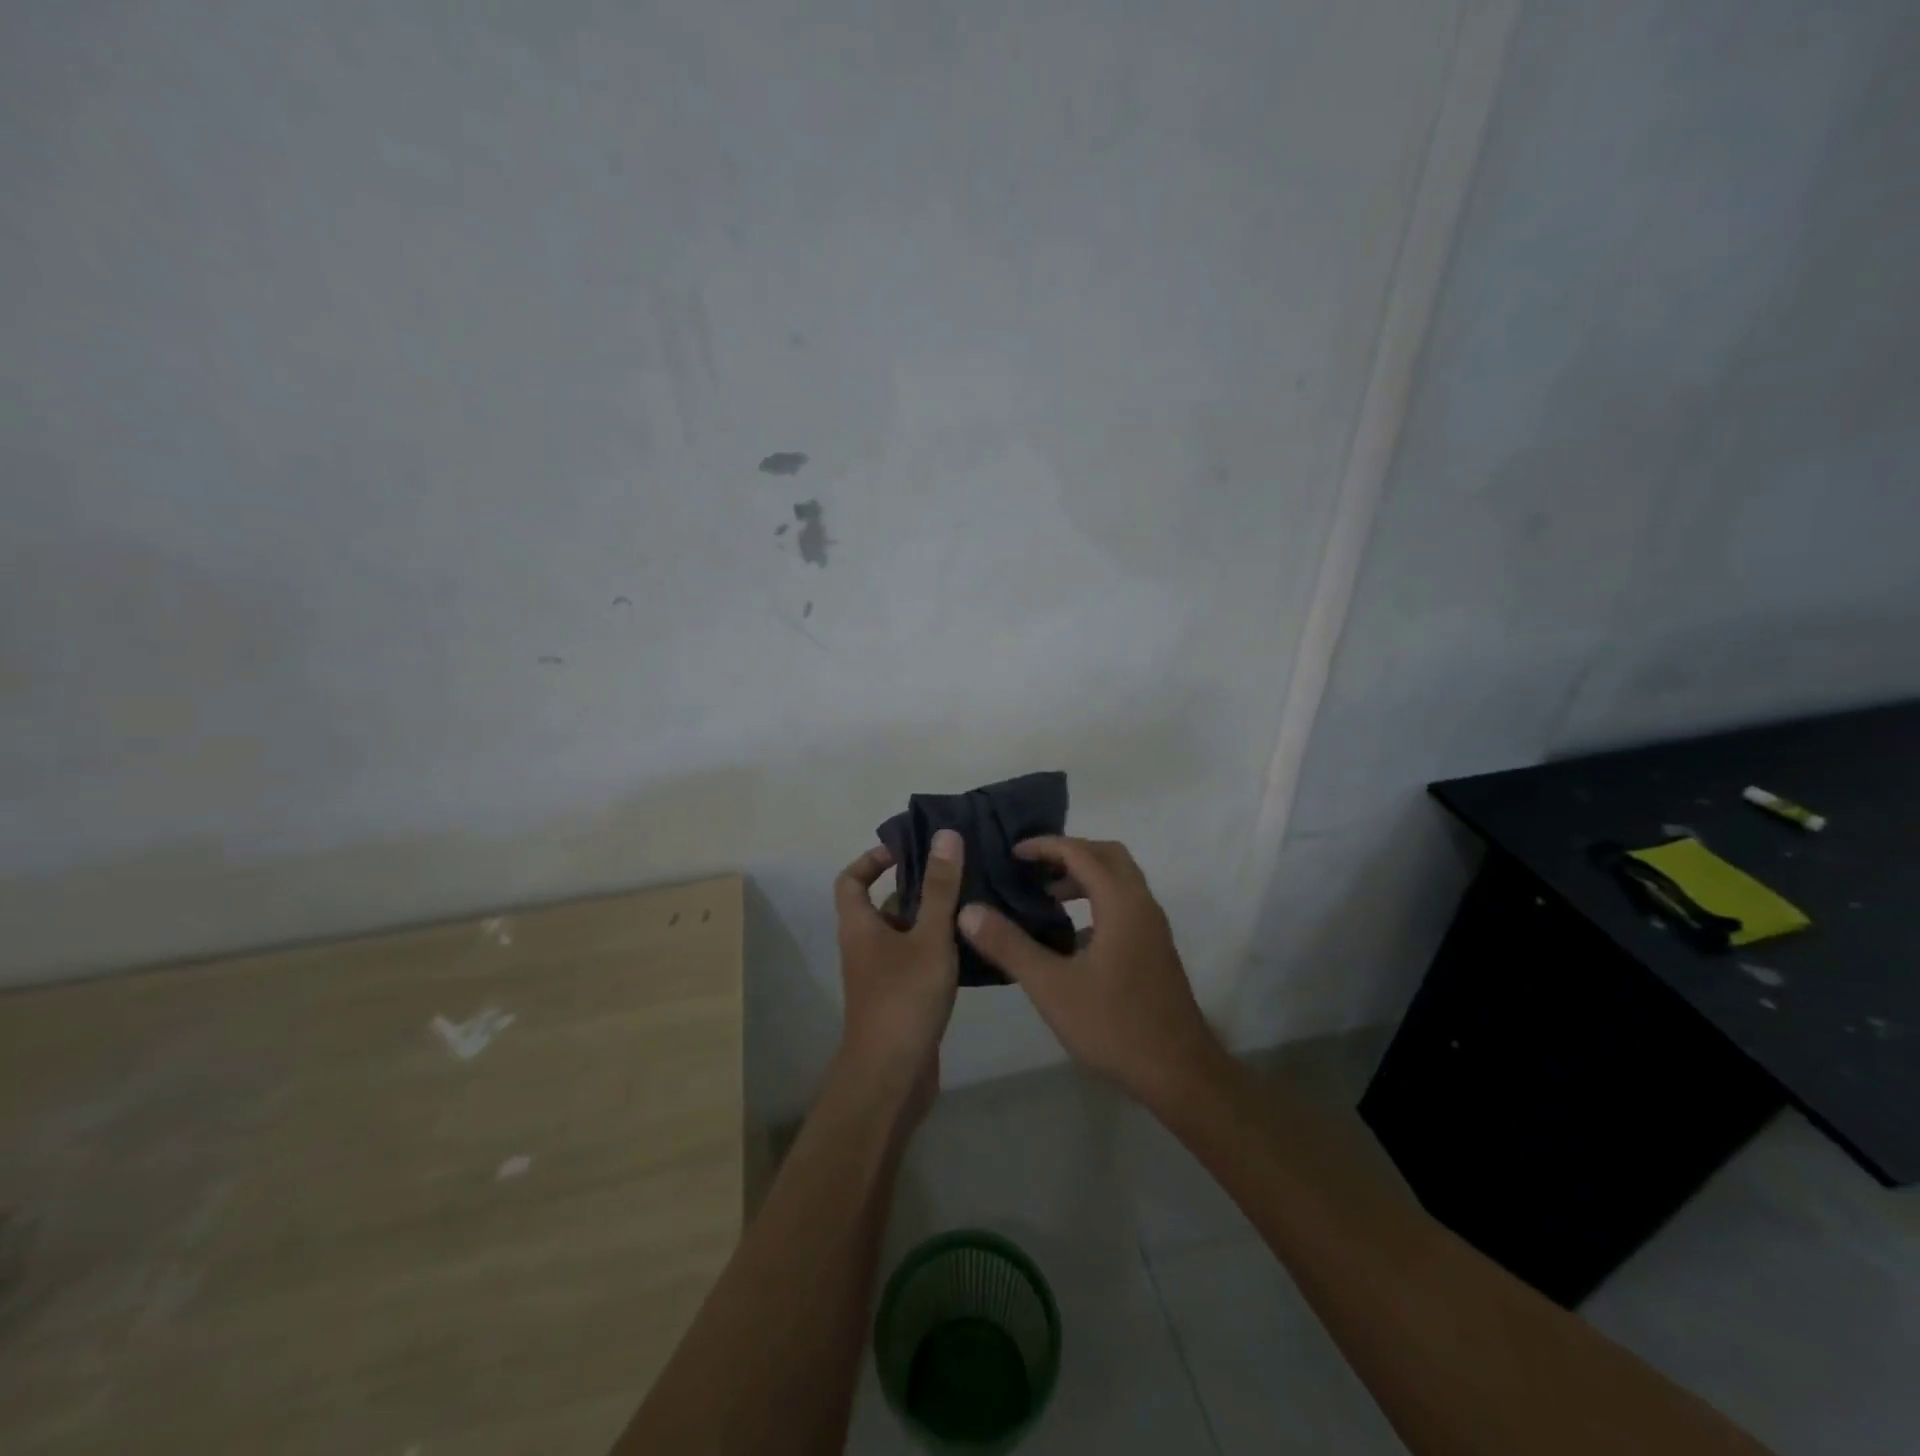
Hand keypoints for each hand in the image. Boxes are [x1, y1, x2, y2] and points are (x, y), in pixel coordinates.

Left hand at [833, 829, 964, 1118]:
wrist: (892, 1078)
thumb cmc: (904, 998)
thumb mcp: (928, 937)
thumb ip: (940, 888)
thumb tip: (945, 835)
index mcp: (859, 926)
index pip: (851, 879)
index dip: (873, 859)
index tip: (908, 850)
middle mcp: (865, 947)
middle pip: (884, 905)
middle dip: (917, 886)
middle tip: (957, 871)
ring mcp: (882, 976)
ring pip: (906, 934)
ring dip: (933, 918)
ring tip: (974, 900)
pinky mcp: (902, 999)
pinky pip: (918, 960)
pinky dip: (940, 949)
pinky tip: (974, 943)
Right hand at [958, 836, 1223, 1107]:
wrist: (1179, 1072)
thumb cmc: (1114, 1025)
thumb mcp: (1051, 987)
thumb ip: (1009, 945)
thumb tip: (967, 910)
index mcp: (1121, 903)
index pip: (1082, 853)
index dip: (1046, 846)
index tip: (1013, 853)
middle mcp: (1142, 905)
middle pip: (1108, 856)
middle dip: (1069, 853)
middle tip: (1032, 867)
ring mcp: (1152, 928)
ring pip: (1120, 881)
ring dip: (1085, 877)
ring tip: (1046, 896)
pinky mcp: (1155, 950)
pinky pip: (1124, 905)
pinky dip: (1097, 901)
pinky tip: (1071, 936)